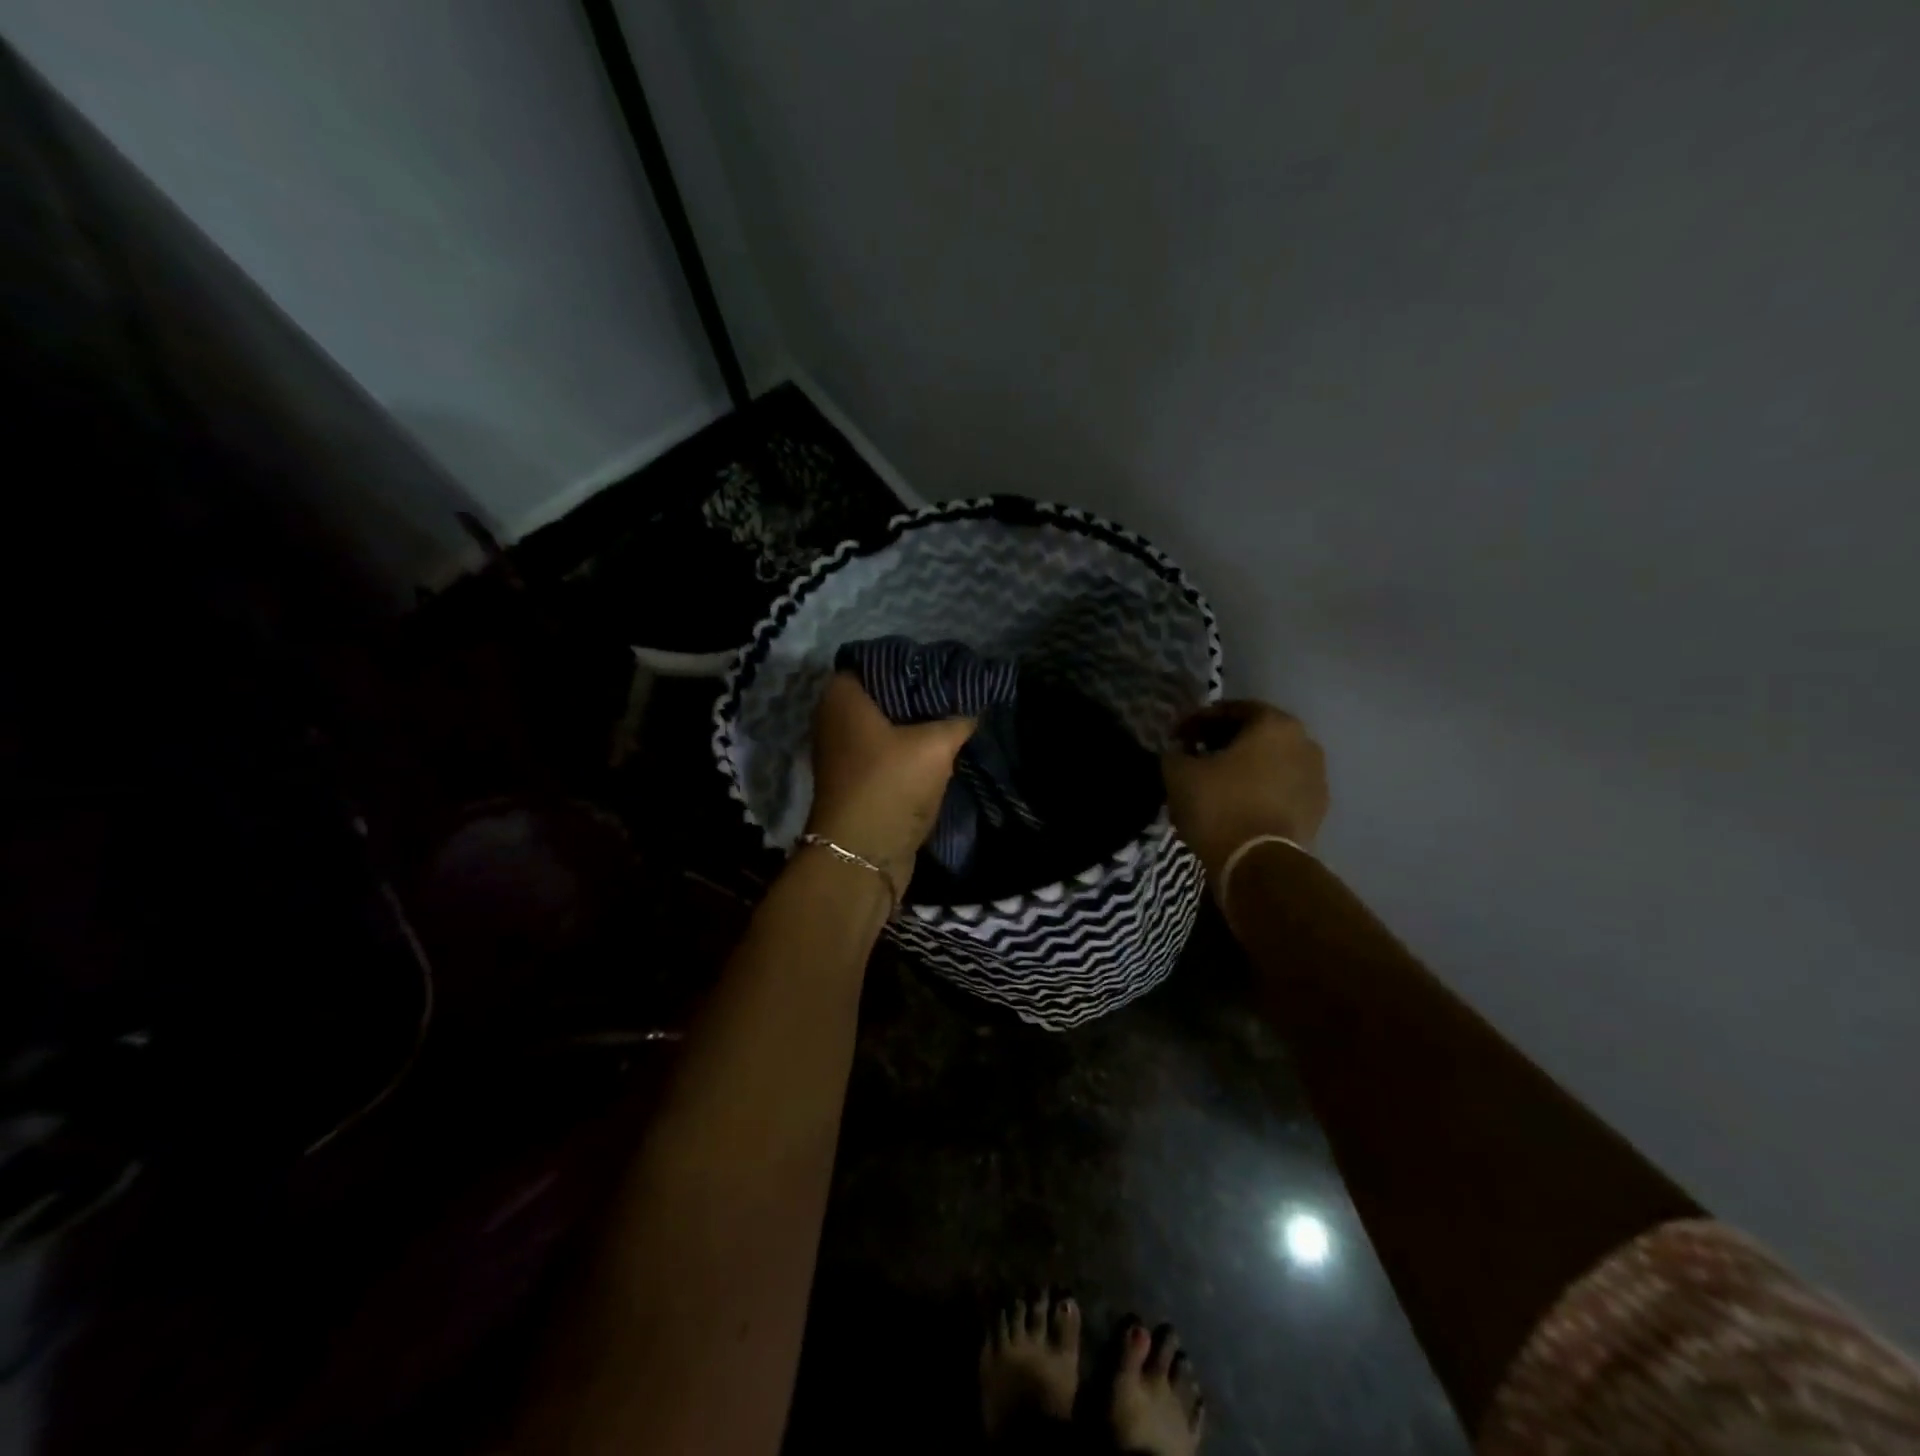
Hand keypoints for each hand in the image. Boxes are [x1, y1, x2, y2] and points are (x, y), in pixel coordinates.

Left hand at [806, 674, 975, 894]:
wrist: (862, 856)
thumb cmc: (891, 785)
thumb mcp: (935, 746)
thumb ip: (958, 719)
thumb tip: (974, 708)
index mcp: (842, 695)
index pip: (879, 659)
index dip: (912, 661)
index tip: (944, 666)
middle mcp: (834, 717)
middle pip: (884, 692)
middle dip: (920, 692)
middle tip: (956, 690)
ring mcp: (843, 750)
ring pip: (887, 723)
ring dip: (917, 723)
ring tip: (955, 715)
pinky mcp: (856, 777)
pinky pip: (886, 749)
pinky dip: (909, 746)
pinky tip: (941, 745)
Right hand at [1161, 701, 1328, 882]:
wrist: (1258, 864)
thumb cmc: (1219, 806)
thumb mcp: (1179, 773)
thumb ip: (1176, 753)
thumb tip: (1179, 752)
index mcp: (1274, 724)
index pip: (1230, 710)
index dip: (1197, 721)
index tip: (1176, 736)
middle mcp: (1304, 743)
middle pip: (1255, 734)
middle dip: (1223, 742)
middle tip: (1194, 756)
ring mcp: (1316, 778)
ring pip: (1271, 762)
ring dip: (1243, 767)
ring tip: (1214, 783)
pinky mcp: (1317, 811)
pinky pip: (1281, 789)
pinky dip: (1258, 790)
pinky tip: (1235, 805)